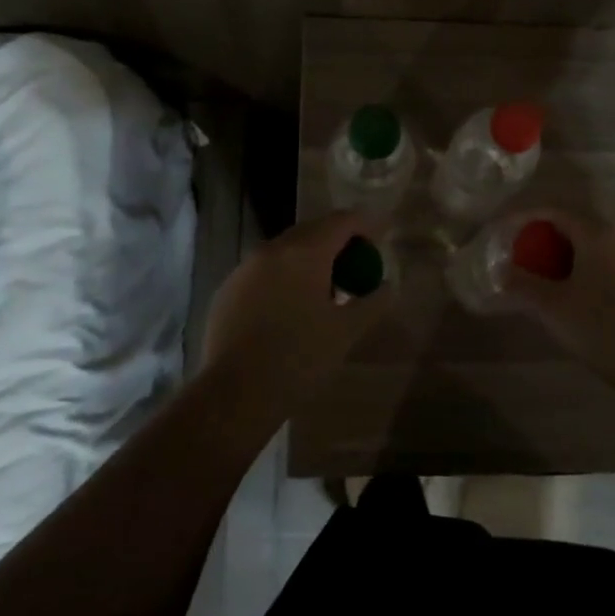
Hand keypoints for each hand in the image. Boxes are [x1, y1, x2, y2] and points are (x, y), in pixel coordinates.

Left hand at [202, 211, 393, 390]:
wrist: (234, 395)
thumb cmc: (299, 359)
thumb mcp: (346, 332)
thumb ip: (372, 303)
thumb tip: (387, 286)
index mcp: (305, 253)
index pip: (342, 221)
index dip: (366, 224)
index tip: (382, 234)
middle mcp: (272, 250)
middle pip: (313, 230)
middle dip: (339, 240)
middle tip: (358, 264)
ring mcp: (245, 268)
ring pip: (286, 250)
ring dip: (310, 259)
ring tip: (326, 289)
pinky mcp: (227, 289)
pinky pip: (264, 271)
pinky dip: (285, 277)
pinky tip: (291, 309)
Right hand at [503, 210, 614, 364]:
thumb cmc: (599, 325)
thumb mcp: (551, 306)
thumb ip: (522, 283)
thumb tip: (502, 271)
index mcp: (597, 232)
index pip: (555, 210)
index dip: (525, 216)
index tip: (504, 230)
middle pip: (576, 224)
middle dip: (546, 235)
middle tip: (523, 252)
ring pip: (595, 243)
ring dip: (567, 252)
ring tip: (546, 273)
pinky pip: (609, 260)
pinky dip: (587, 266)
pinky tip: (576, 290)